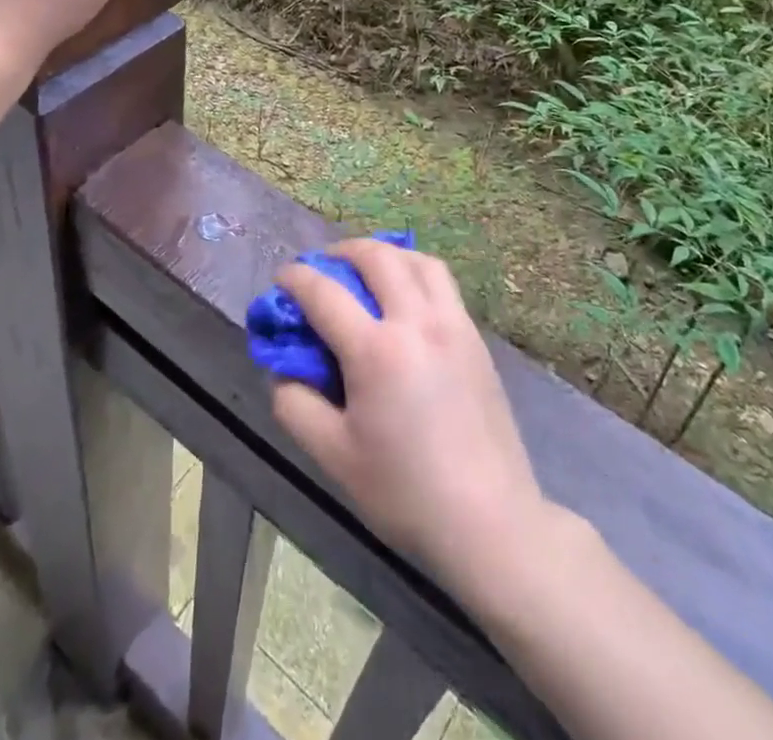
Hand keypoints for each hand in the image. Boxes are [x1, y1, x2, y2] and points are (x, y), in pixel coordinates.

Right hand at [270, 238, 549, 597]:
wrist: (490, 522)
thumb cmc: (405, 493)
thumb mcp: (333, 456)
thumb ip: (295, 403)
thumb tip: (284, 366)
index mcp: (376, 351)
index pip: (324, 292)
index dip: (296, 278)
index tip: (282, 278)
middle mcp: (416, 322)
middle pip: (376, 257)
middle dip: (341, 251)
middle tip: (324, 266)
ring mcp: (453, 325)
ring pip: (416, 259)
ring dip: (384, 254)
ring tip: (366, 270)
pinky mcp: (475, 338)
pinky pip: (442, 282)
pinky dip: (415, 271)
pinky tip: (405, 297)